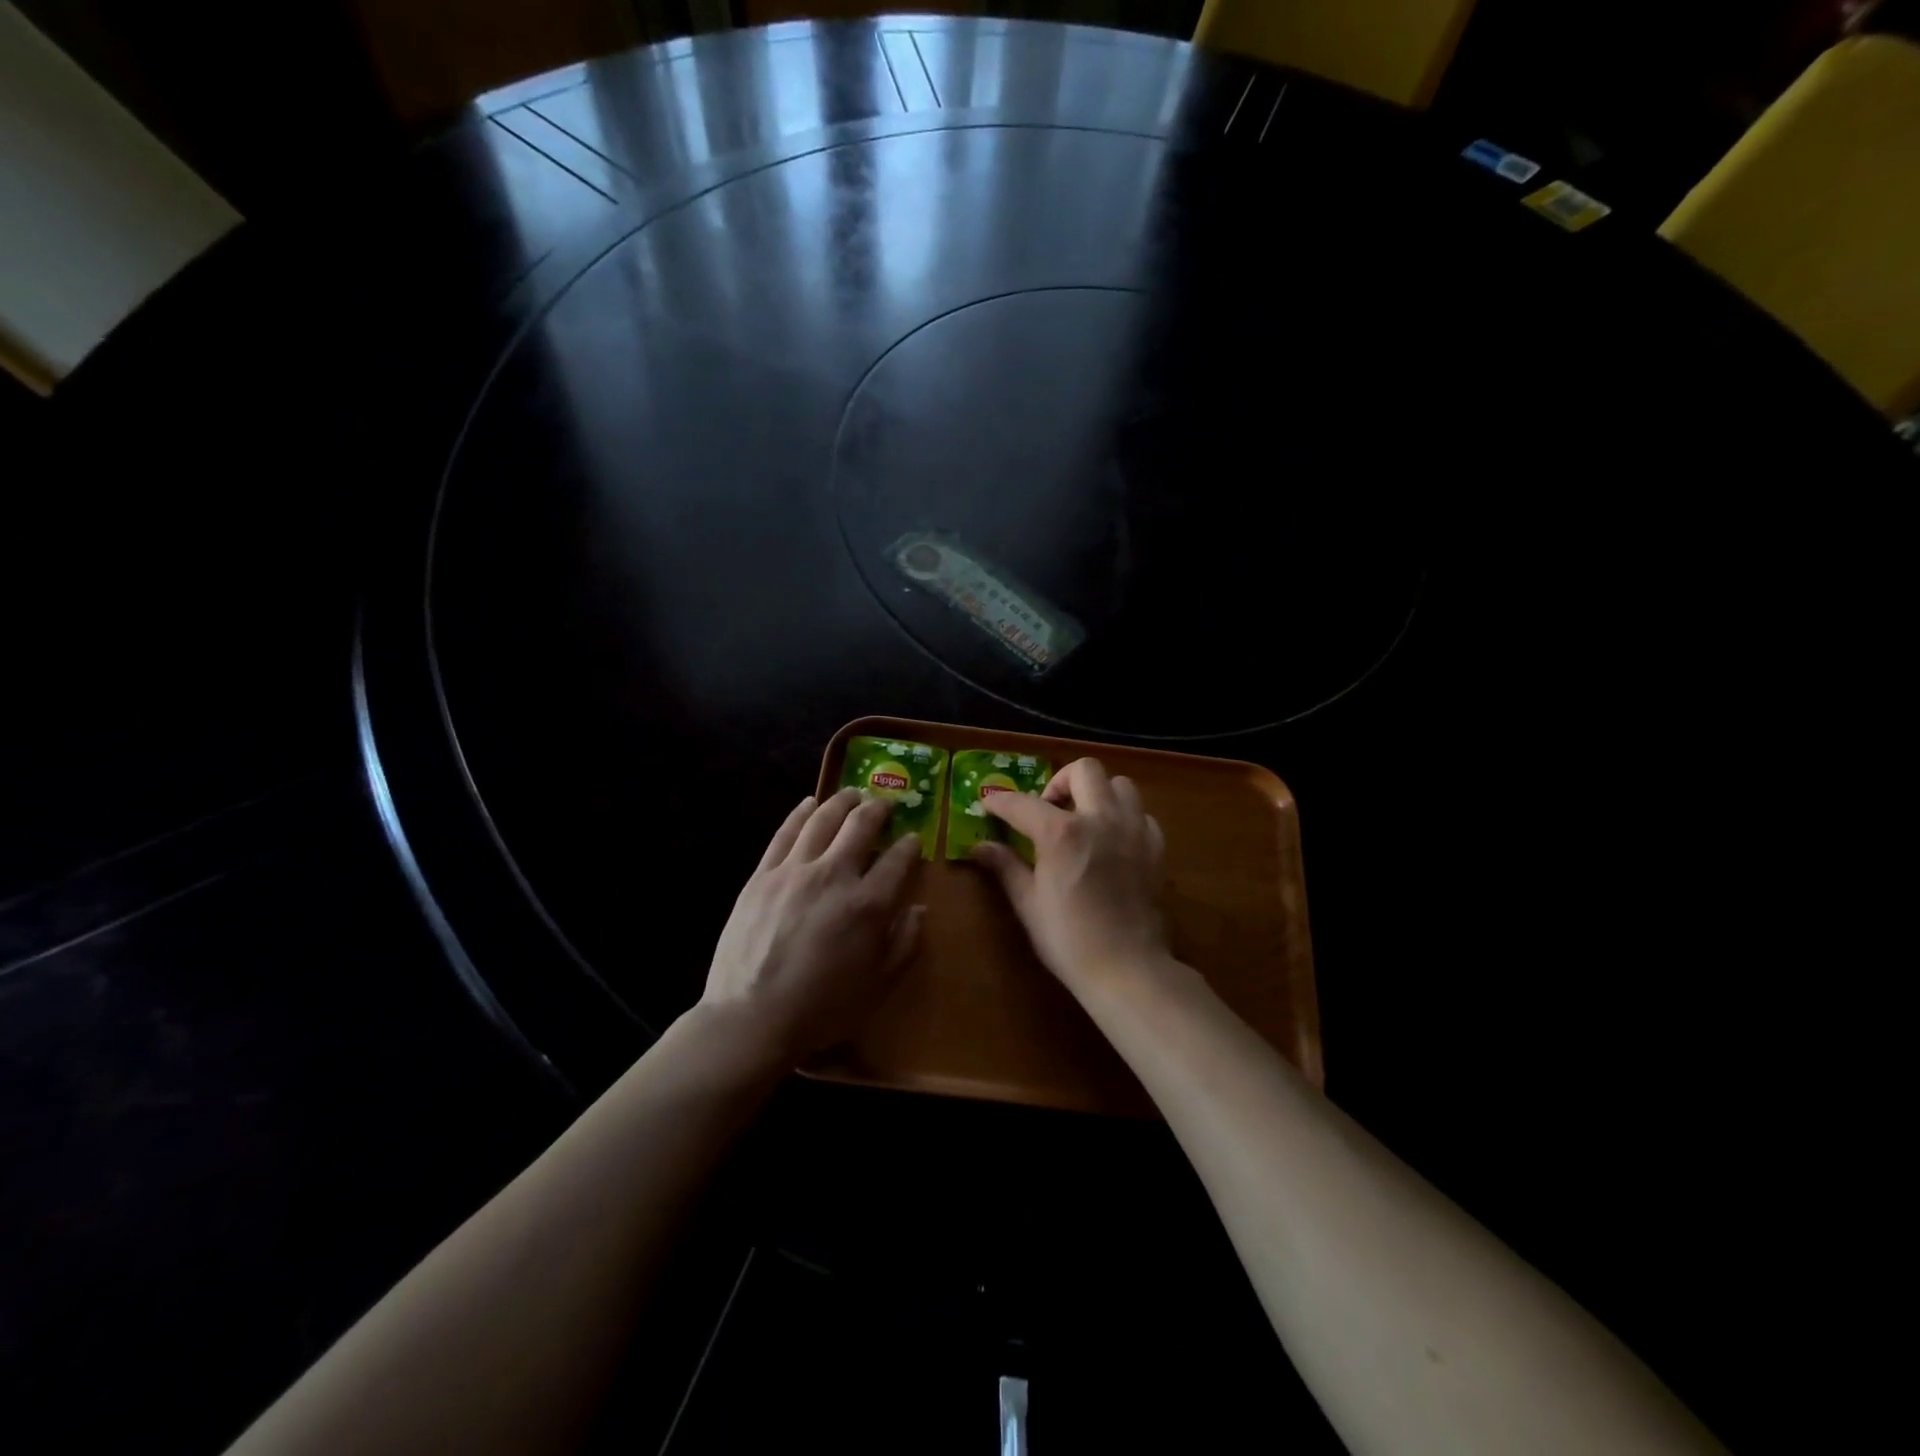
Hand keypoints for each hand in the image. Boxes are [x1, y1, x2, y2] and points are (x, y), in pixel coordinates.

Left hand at [701, 789, 925, 1064]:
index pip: (898, 860)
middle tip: (885, 804)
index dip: (910, 845)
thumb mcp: (877, 986)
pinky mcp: (762, 875)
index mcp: (868, 904)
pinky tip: (809, 803)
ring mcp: (794, 871)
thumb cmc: (822, 1009)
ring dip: (842, 801)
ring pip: (823, 819)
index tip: (913, 839)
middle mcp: (834, 876)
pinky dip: (800, 813)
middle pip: (861, 826)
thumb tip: (919, 909)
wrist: (752, 1018)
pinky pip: (785, 833)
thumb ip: (904, 944)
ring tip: (852, 794)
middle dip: (878, 809)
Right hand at [972, 758, 1168, 993]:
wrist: (1126, 968)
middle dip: (1059, 781)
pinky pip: (1141, 814)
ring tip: (1083, 819)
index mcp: (1062, 832)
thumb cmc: (1068, 938)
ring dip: (1097, 793)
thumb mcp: (1028, 902)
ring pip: (1120, 784)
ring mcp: (1134, 830)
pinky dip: (1123, 817)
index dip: (1000, 801)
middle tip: (1047, 808)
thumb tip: (979, 847)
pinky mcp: (1155, 847)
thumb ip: (1005, 866)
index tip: (990, 804)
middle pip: (1084, 770)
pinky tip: (1111, 840)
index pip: (1023, 803)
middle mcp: (1100, 819)